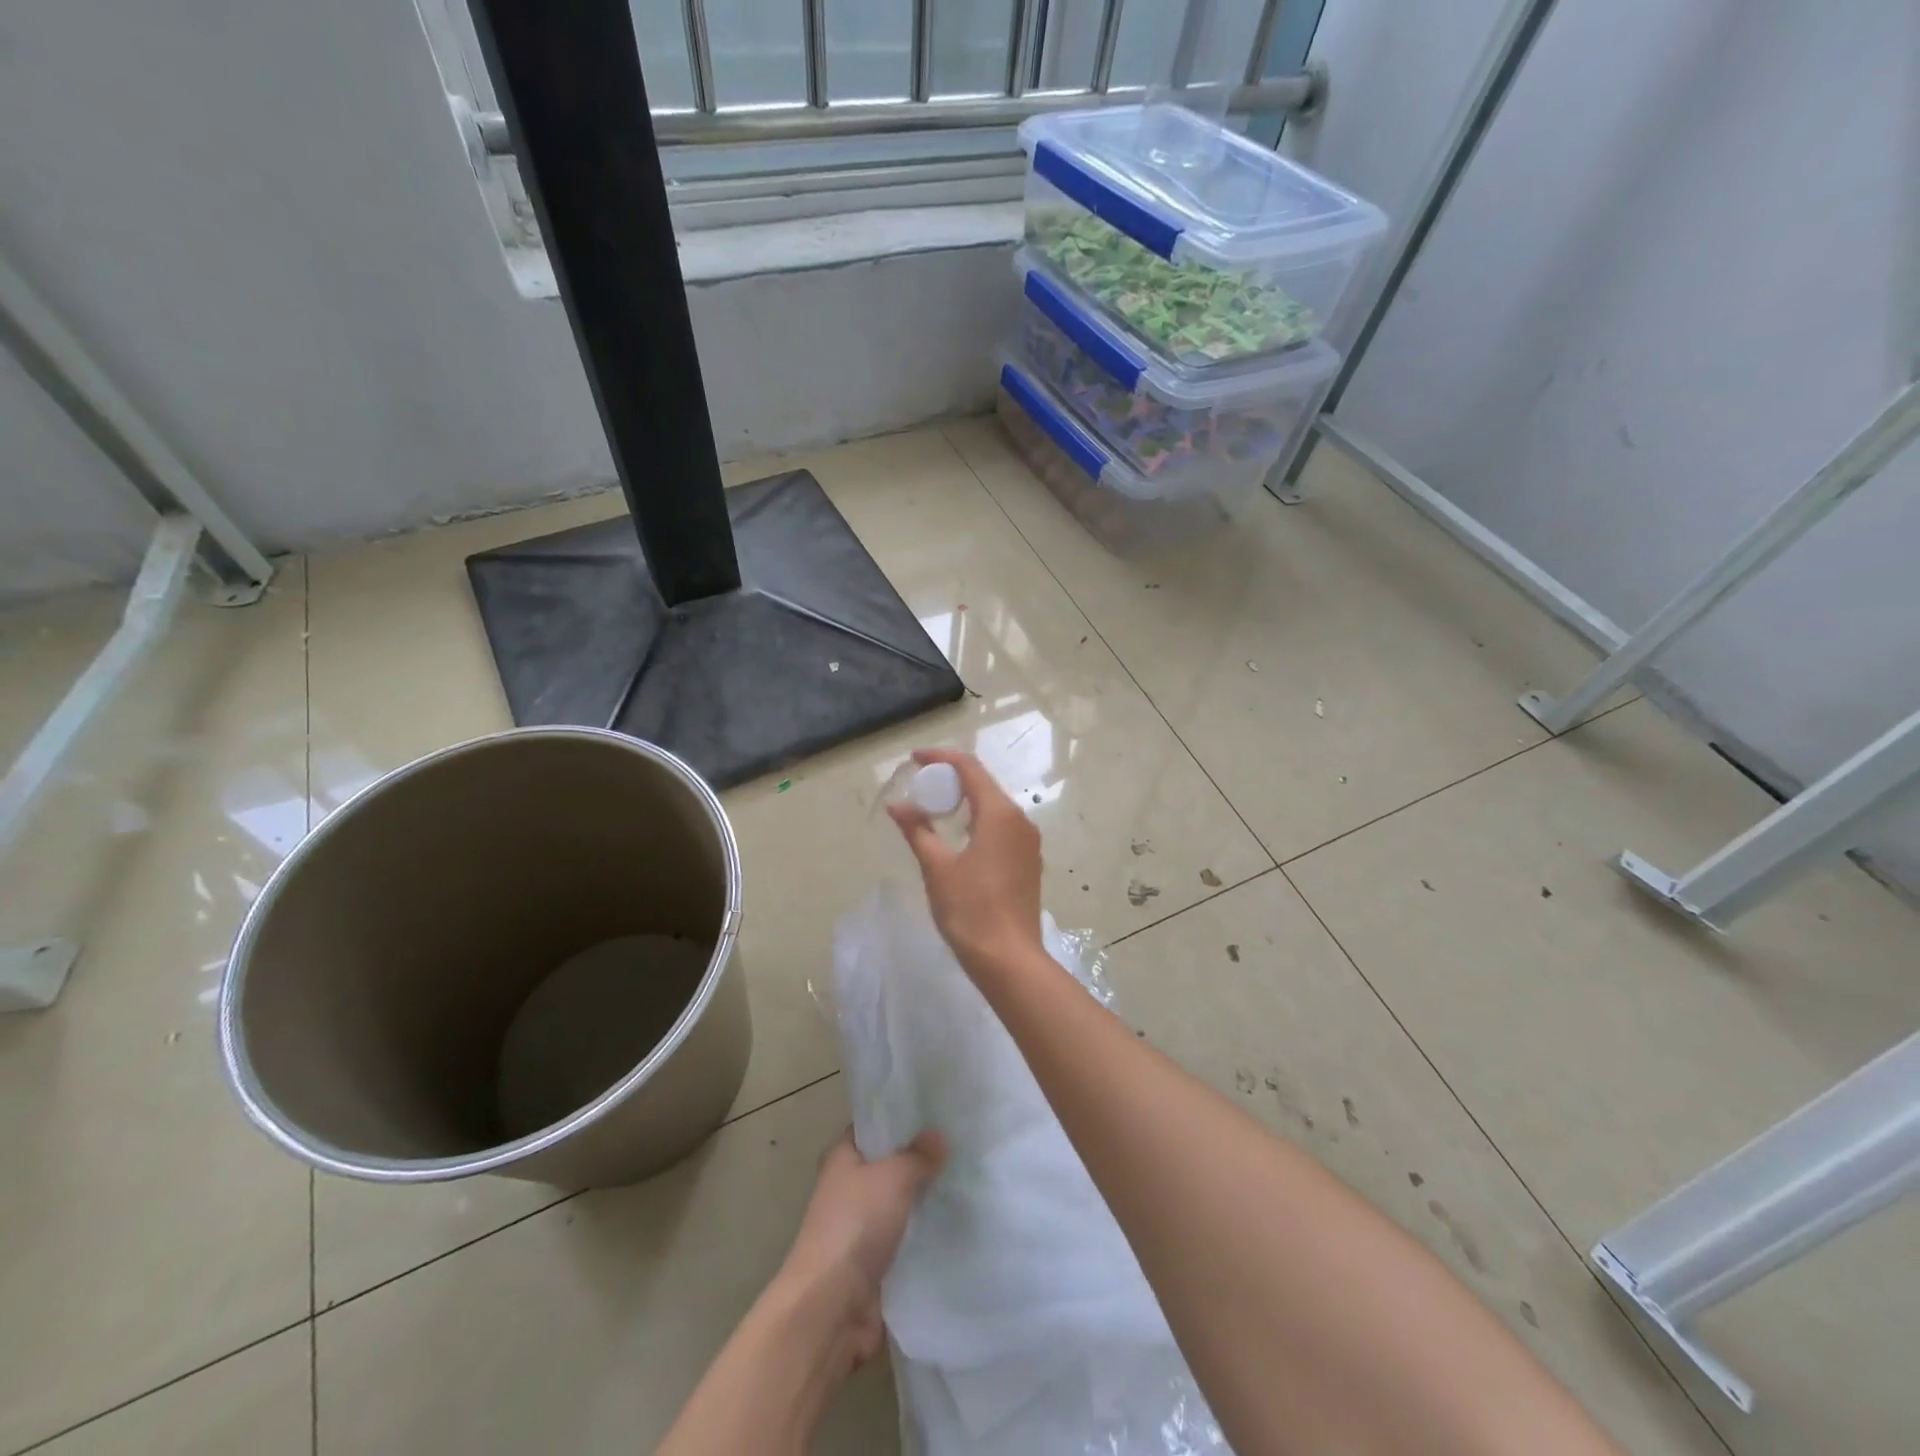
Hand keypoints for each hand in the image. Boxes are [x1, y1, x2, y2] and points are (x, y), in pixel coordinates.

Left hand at [777, 1128, 946, 1369]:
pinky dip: (923, 1234)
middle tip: (961, 1145)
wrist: (831, 1307)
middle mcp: (847, 1187)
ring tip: (966, 1181)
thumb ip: (918, 1155)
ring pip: (898, 1203)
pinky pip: (904, 1239)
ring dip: (924, 1198)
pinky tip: (955, 1224)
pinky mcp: (873, 1263)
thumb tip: (938, 1136)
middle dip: (919, 1159)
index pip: (873, 1126)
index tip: (937, 1111)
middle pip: (888, 1165)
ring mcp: (859, 1227)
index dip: (901, 1117)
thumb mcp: (893, 1176)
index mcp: (841, 1157)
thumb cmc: (855, 1225)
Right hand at [888, 749, 1045, 978]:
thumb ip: (917, 830)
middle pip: (984, 784)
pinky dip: (977, 819)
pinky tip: (958, 835)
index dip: (941, 758)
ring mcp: (1028, 841)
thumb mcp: (937, 867)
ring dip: (965, 800)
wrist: (1009, 958)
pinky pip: (1001, 826)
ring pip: (994, 805)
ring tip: (934, 809)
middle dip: (951, 779)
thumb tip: (897, 806)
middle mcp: (1020, 820)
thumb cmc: (970, 909)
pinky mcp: (1028, 860)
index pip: (969, 768)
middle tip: (921, 786)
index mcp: (999, 813)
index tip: (914, 759)